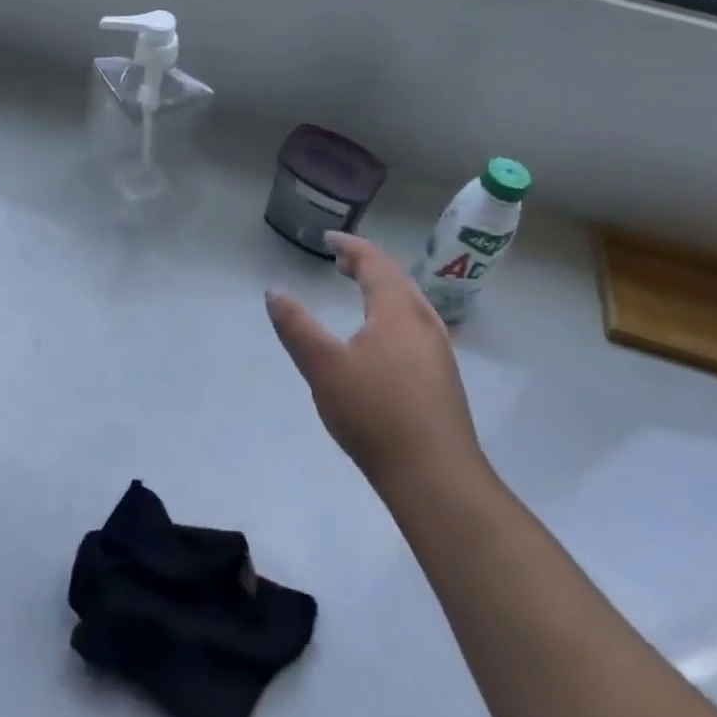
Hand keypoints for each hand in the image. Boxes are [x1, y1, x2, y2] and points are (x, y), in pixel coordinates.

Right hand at [266, 232, 486, 496]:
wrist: (437, 478)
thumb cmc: (376, 414)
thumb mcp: (324, 368)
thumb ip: (296, 327)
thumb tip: (273, 291)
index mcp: (397, 310)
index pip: (374, 262)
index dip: (350, 246)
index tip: (328, 238)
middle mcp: (423, 321)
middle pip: (396, 278)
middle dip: (367, 264)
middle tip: (341, 260)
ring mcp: (438, 350)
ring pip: (409, 303)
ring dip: (382, 288)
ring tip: (360, 290)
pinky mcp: (443, 378)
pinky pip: (415, 325)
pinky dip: (393, 312)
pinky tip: (383, 338)